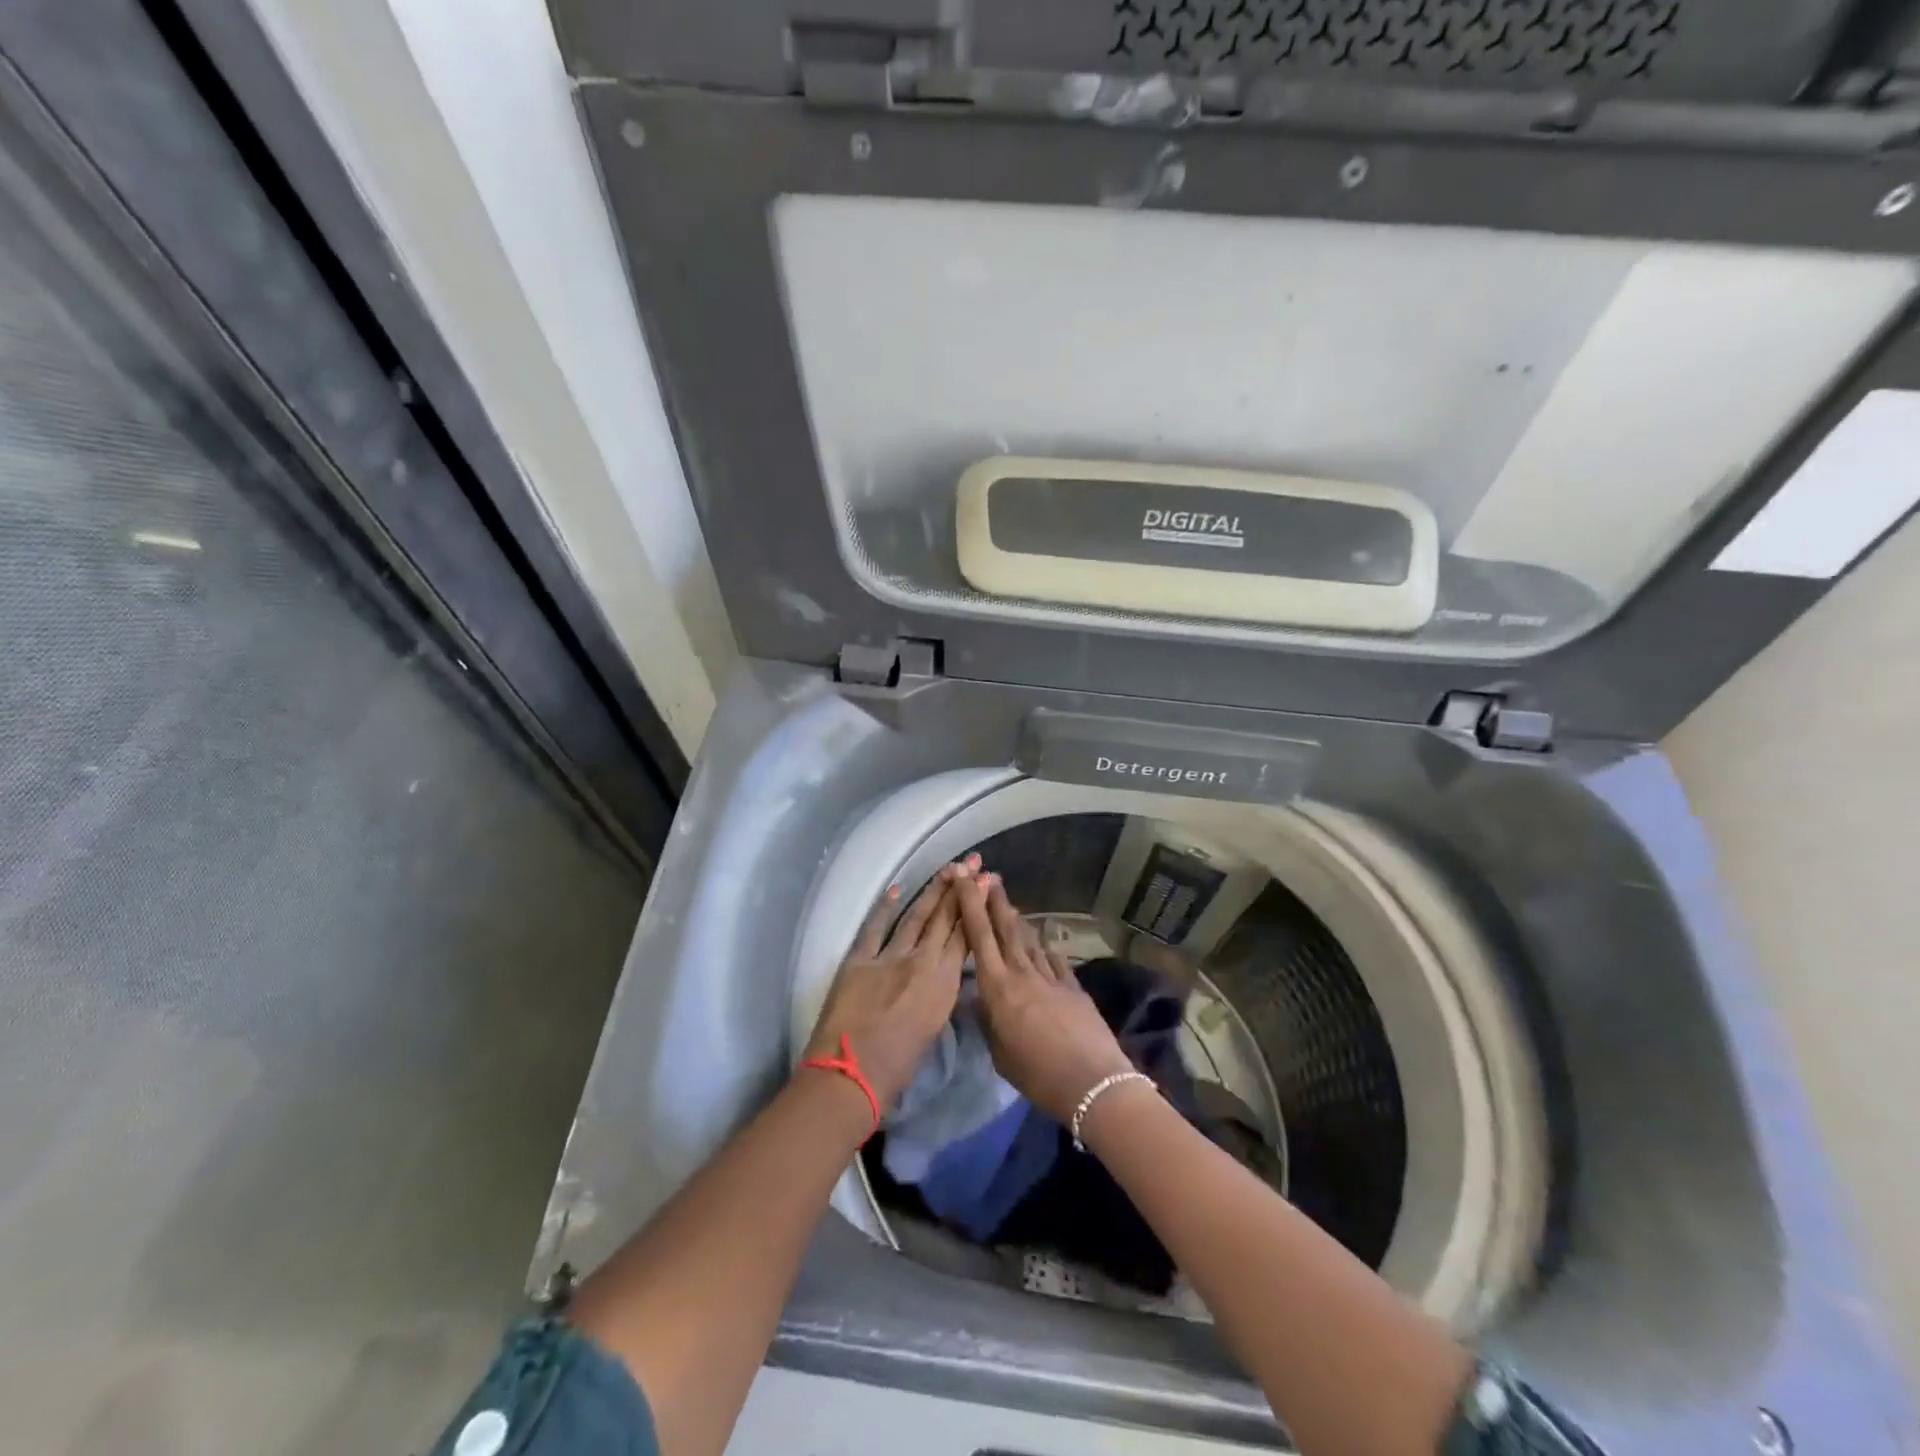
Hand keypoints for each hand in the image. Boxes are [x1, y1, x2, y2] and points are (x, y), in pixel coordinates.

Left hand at [801, 857, 977, 1111]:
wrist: (851, 1075)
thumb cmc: (897, 1068)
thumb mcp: (932, 1027)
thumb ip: (938, 995)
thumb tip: (940, 975)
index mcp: (943, 986)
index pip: (965, 937)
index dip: (975, 908)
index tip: (985, 884)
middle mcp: (921, 963)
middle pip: (945, 919)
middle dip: (960, 889)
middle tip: (973, 862)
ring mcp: (889, 957)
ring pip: (916, 916)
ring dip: (932, 891)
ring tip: (948, 869)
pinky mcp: (859, 959)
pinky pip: (875, 927)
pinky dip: (884, 907)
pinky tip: (896, 888)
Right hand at [956, 875, 1134, 1125]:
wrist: (1092, 1081)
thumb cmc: (1037, 1074)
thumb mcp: (999, 1054)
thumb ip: (988, 1021)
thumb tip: (982, 999)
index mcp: (997, 987)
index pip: (979, 936)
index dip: (970, 904)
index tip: (965, 880)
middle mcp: (1022, 973)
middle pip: (1006, 928)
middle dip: (995, 900)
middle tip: (989, 876)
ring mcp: (1051, 976)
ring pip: (1029, 940)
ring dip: (1017, 921)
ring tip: (1010, 906)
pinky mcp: (1073, 986)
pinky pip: (1053, 959)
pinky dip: (1044, 948)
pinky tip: (1042, 944)